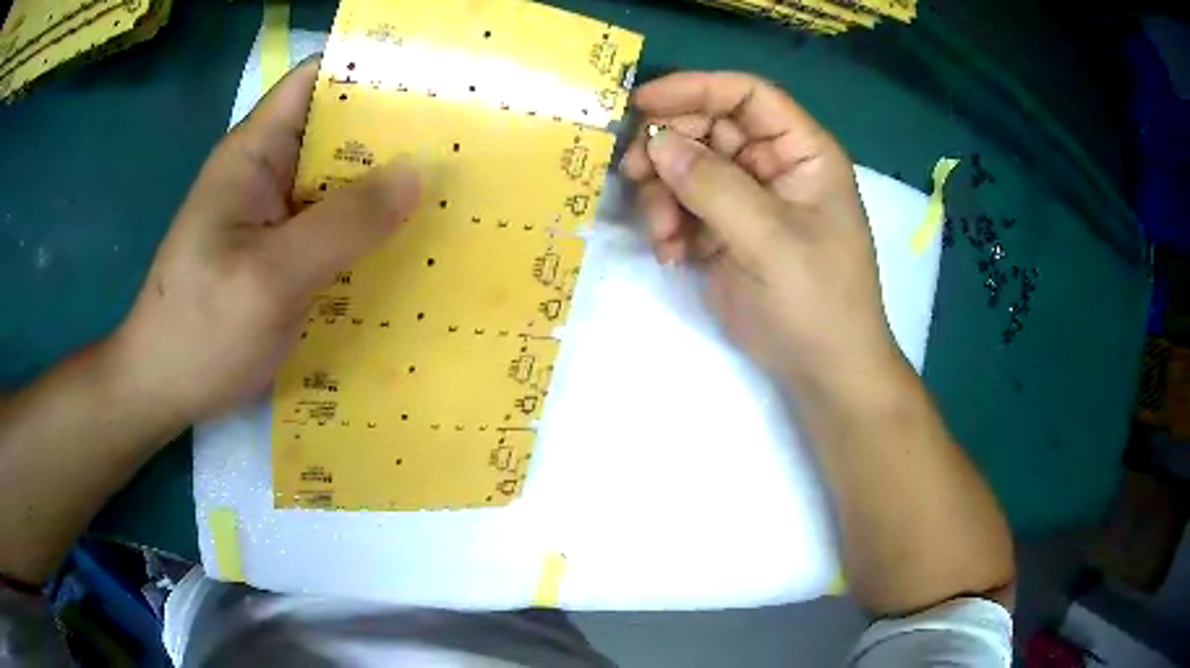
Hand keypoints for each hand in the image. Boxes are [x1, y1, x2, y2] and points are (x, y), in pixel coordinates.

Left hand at [110, 60, 420, 427]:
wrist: (161, 388)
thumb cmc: (201, 330)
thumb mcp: (272, 276)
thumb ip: (344, 223)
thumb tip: (418, 173)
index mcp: (254, 154)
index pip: (317, 81)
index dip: (371, 73)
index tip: (435, 86)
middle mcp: (266, 173)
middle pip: (335, 131)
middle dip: (394, 134)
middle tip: (463, 146)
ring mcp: (272, 216)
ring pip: (337, 183)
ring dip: (385, 188)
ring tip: (452, 193)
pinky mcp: (278, 254)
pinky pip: (330, 228)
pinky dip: (366, 231)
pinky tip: (406, 247)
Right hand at [621, 72, 900, 396]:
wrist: (822, 371)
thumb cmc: (816, 301)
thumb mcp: (770, 240)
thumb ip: (713, 186)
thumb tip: (657, 140)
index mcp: (802, 152)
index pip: (747, 96)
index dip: (695, 89)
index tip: (642, 103)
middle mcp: (773, 166)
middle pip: (707, 129)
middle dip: (668, 149)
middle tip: (633, 173)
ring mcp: (747, 199)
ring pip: (687, 168)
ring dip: (663, 195)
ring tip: (663, 235)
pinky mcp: (725, 231)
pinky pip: (683, 207)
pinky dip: (668, 225)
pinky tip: (672, 255)